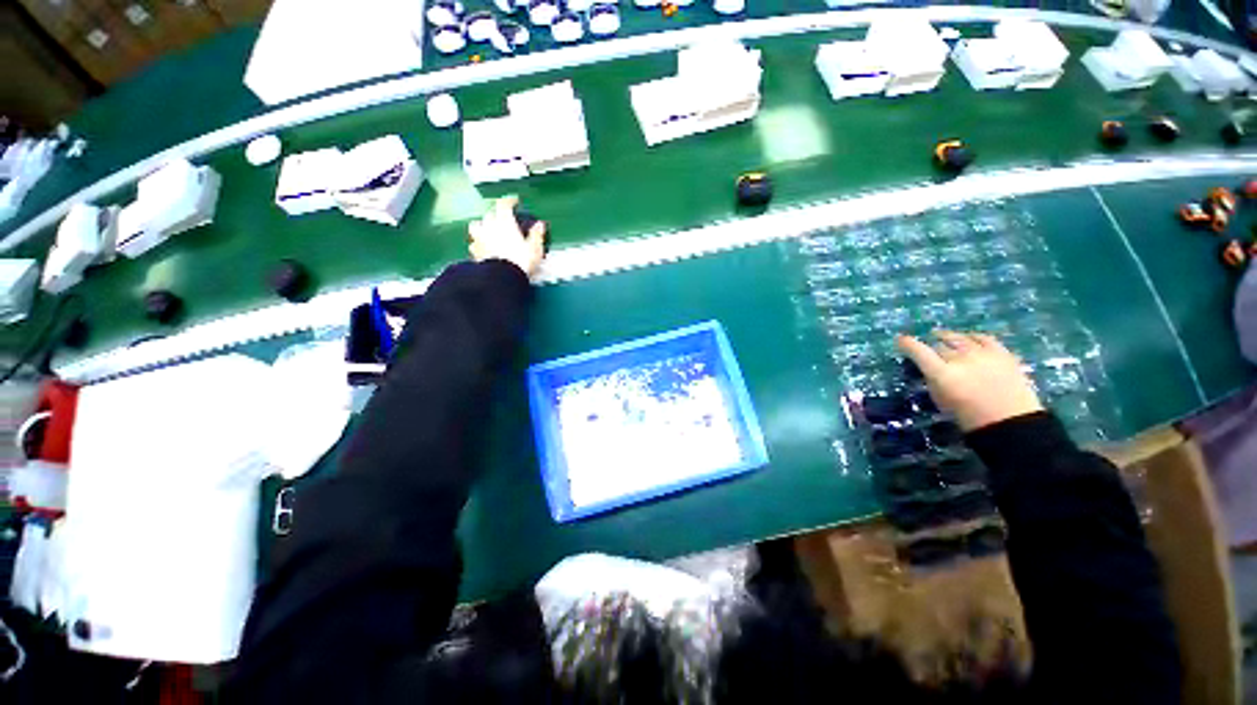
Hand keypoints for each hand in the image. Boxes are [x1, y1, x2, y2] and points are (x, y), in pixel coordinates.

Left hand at [468, 196, 546, 277]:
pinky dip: (478, 243)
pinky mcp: (475, 252)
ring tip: (488, 230)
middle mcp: (489, 227)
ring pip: (476, 225)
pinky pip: (474, 244)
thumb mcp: (535, 248)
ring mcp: (480, 239)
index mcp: (504, 222)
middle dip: (496, 213)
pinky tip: (483, 248)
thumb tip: (540, 225)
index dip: (509, 200)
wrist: (502, 278)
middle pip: (489, 213)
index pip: (504, 204)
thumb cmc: (521, 261)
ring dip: (482, 225)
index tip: (514, 201)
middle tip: (504, 218)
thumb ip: (536, 234)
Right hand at [896, 331, 1042, 431]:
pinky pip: (984, 338)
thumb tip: (928, 369)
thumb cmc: (970, 418)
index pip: (919, 352)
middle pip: (940, 346)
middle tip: (928, 349)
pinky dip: (973, 336)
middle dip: (932, 347)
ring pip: (960, 338)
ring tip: (942, 335)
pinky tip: (969, 337)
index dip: (908, 344)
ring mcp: (983, 354)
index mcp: (942, 374)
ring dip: (949, 337)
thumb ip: (933, 380)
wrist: (1012, 423)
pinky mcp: (1002, 353)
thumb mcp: (941, 400)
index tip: (901, 340)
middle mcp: (960, 359)